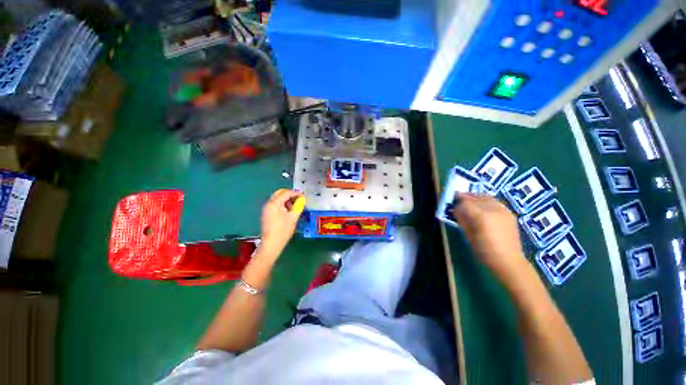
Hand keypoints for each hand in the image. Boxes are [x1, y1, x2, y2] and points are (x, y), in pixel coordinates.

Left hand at [259, 189, 305, 256]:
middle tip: (299, 200)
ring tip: (295, 206)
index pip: (286, 193)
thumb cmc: (283, 230)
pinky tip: (289, 211)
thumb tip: (302, 199)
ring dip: (287, 200)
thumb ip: (298, 206)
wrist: (271, 244)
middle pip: (280, 194)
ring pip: (277, 199)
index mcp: (274, 203)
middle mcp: (269, 204)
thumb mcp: (293, 217)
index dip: (296, 193)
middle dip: (290, 195)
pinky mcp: (267, 214)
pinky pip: (275, 205)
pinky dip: (282, 205)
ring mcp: (267, 209)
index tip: (304, 196)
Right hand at [452, 193, 528, 279]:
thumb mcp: (468, 235)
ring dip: (476, 197)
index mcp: (482, 216)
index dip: (458, 200)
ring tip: (470, 202)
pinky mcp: (509, 214)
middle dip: (466, 197)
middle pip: (476, 197)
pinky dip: (486, 201)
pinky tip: (483, 207)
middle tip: (459, 199)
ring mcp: (503, 210)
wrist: (509, 261)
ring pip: (487, 197)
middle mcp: (493, 209)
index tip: (452, 200)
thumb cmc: (484, 251)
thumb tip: (456, 210)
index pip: (466, 202)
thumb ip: (462, 220)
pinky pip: (495, 202)